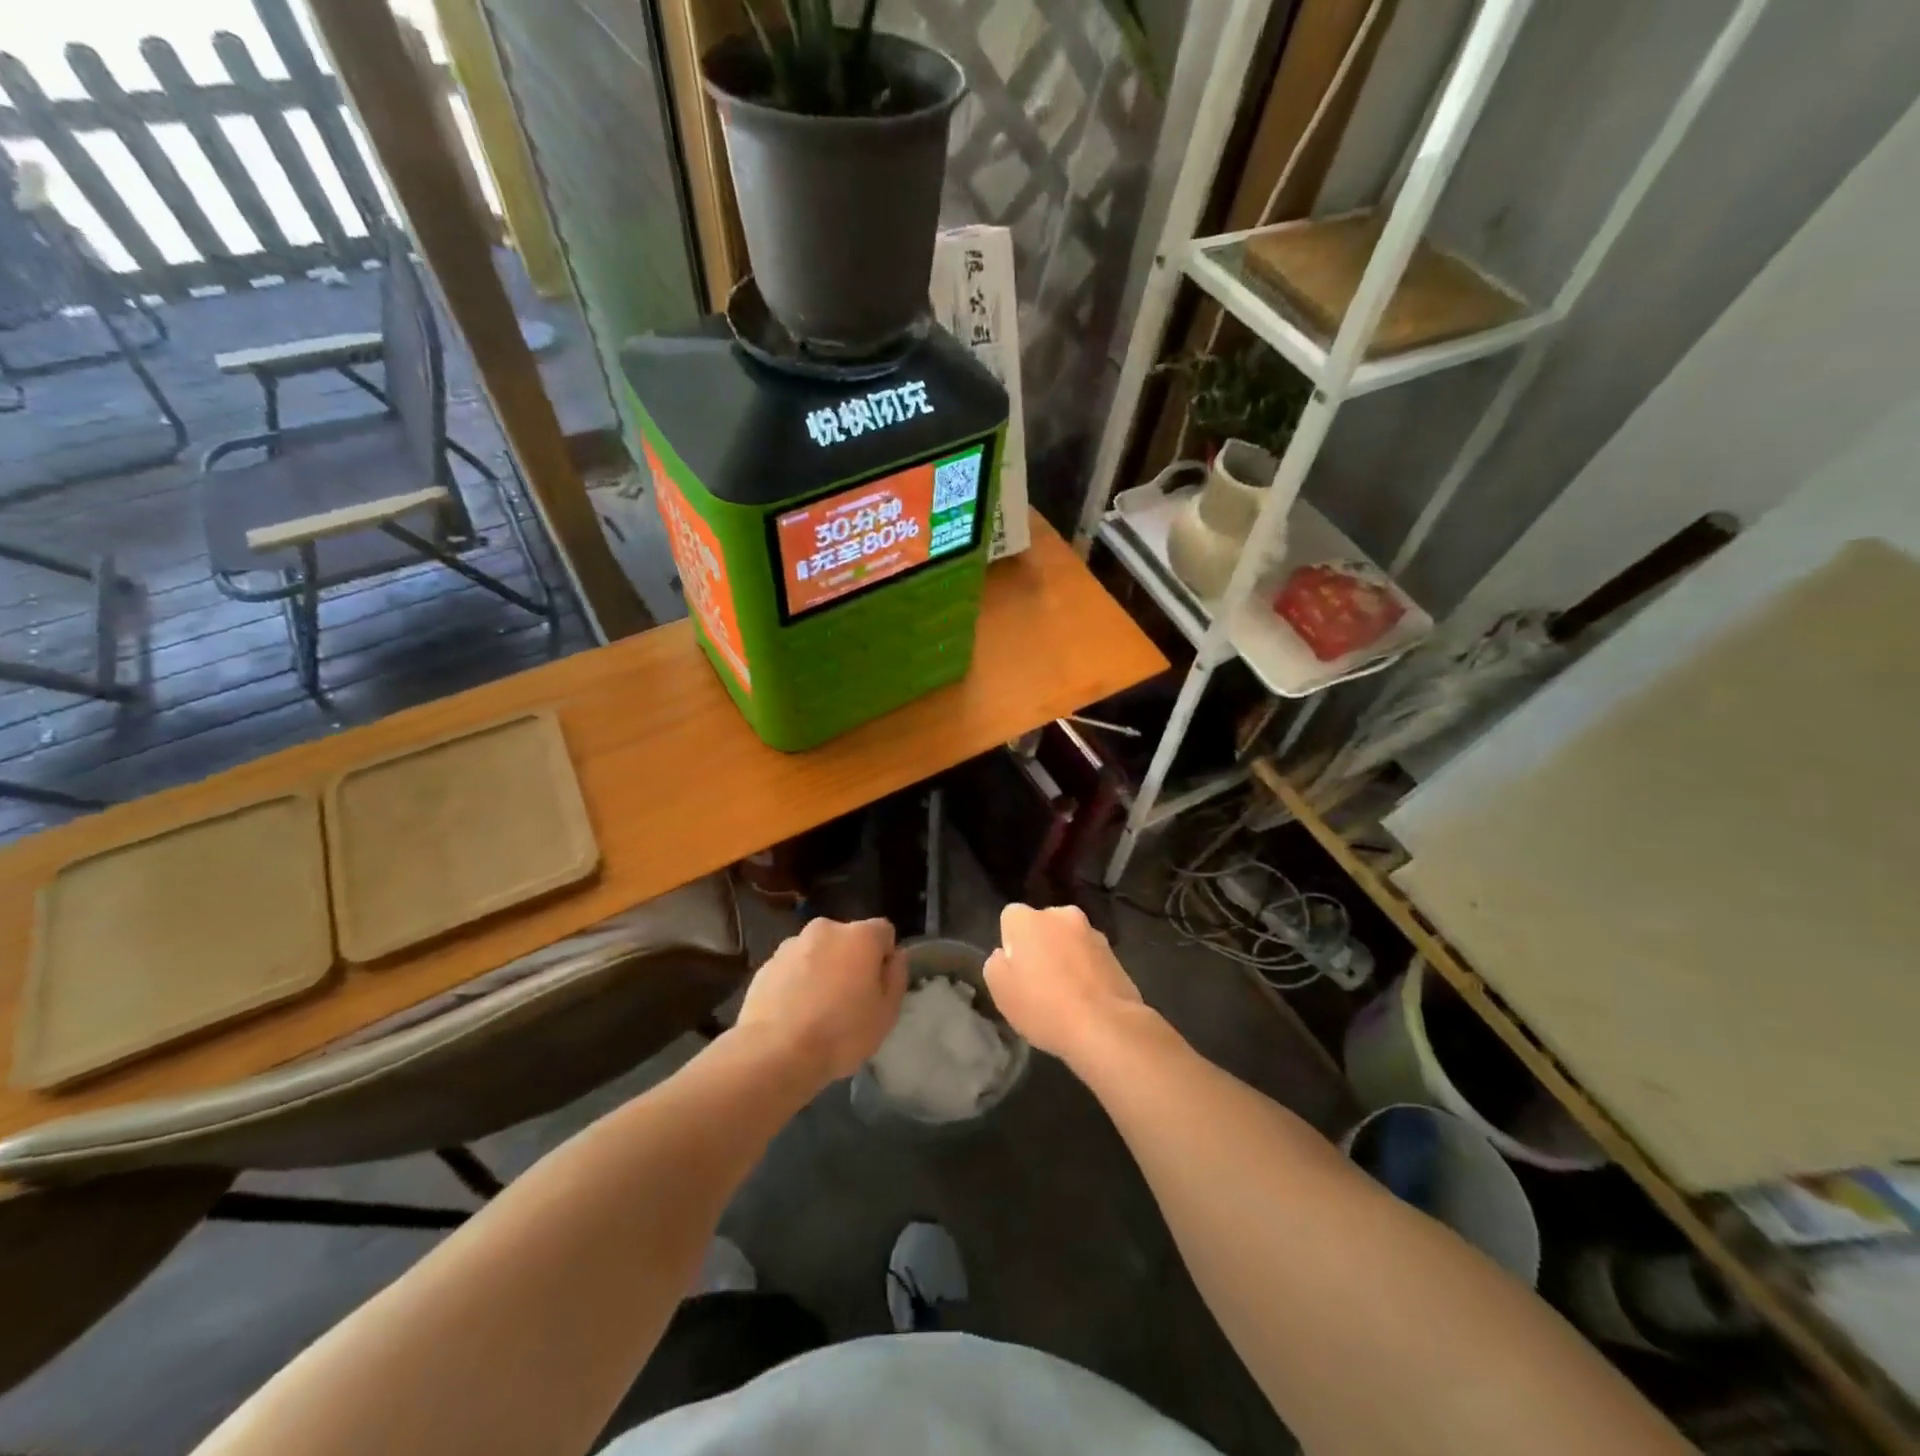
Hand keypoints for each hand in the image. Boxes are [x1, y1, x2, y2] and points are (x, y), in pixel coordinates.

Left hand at [736, 917, 906, 1083]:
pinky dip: (796, 983)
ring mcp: (790, 945)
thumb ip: (896, 977)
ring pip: (817, 953)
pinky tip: (793, 1015)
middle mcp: (825, 929)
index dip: (884, 957)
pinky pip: (791, 969)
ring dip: (821, 970)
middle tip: (848, 1001)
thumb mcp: (886, 1013)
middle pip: (847, 940)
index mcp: (860, 935)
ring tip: (816, 1012)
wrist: (774, 1053)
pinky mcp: (765, 965)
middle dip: (850, 961)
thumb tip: (894, 956)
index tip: (877, 987)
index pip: (883, 932)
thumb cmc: (841, 1033)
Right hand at [985, 904, 1144, 1065]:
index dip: (1010, 943)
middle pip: (1042, 925)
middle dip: (1039, 945)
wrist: (1105, 1027)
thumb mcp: (1000, 990)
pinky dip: (1085, 971)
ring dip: (1064, 957)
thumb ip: (996, 963)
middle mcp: (1062, 915)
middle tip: (1038, 981)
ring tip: (1065, 994)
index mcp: (1028, 918)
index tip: (1015, 970)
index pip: (1010, 917)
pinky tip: (1085, 1000)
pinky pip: (1090, 958)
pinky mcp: (1115, 954)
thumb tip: (1006, 955)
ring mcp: (1092, 932)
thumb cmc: (1043, 1006)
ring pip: (1068, 940)